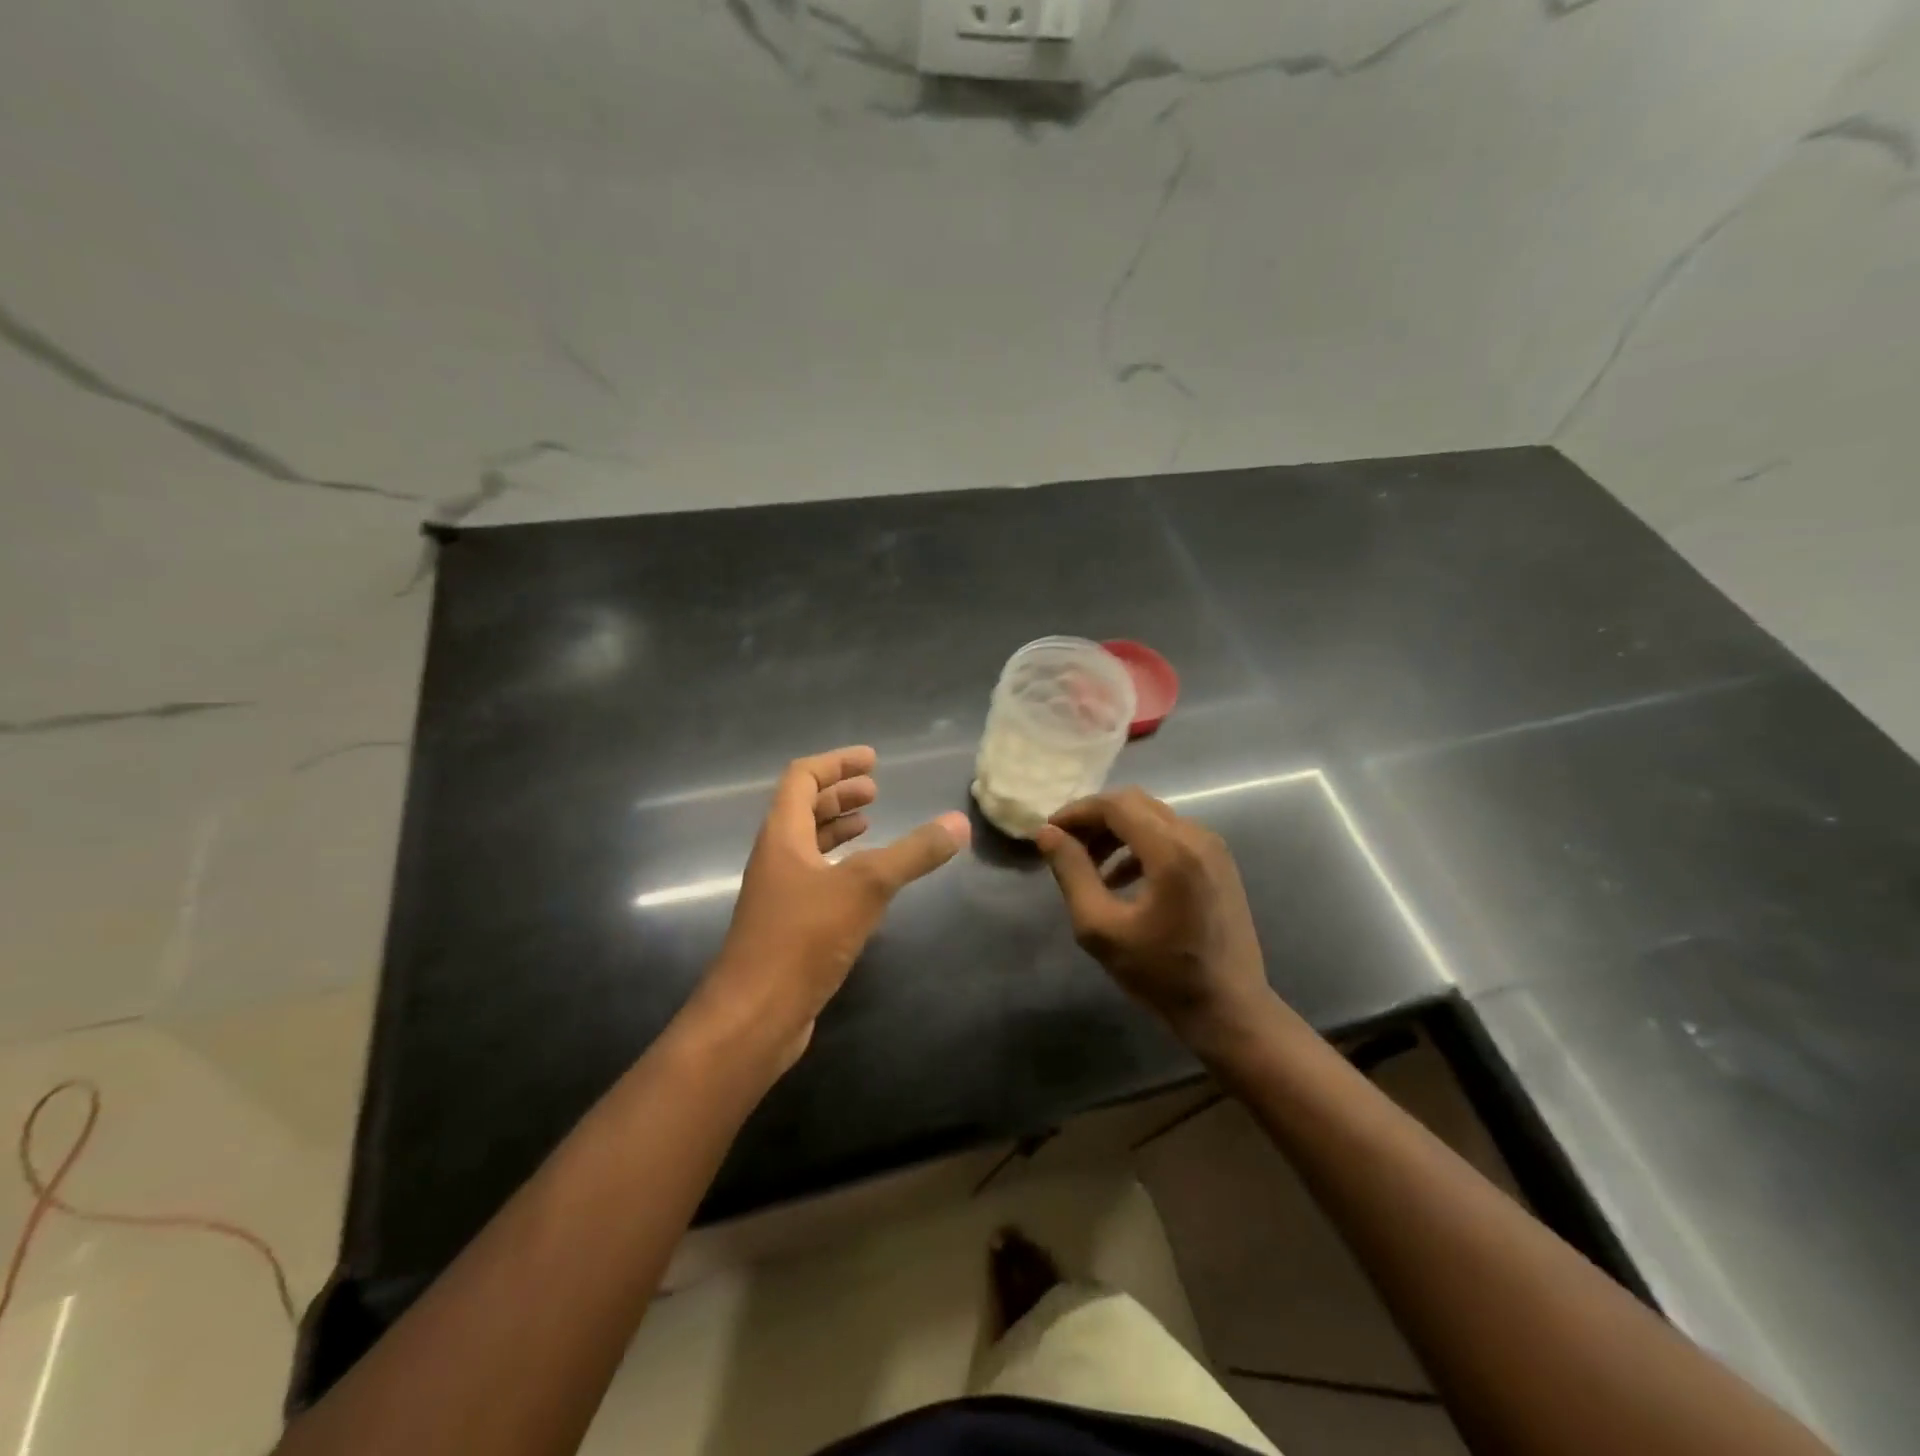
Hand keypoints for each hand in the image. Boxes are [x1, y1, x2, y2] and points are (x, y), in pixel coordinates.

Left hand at [690, 746, 969, 1072]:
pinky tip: (865, 881)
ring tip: (872, 823)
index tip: (872, 760)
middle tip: (875, 790)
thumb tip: (959, 823)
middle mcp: (776, 858)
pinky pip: (815, 878)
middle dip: (839, 794)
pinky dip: (840, 866)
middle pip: (802, 809)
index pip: (802, 778)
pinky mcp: (789, 925)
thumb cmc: (803, 939)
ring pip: (808, 845)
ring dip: (837, 828)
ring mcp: (779, 894)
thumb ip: (913, 853)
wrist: (754, 1016)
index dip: (836, 763)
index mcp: (782, 836)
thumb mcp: (865, 887)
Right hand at [1036, 788, 1275, 1056]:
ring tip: (1088, 865)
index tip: (1049, 833)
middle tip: (1066, 846)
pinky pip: (1172, 836)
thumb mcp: (1101, 928)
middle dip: (1095, 819)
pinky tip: (1120, 879)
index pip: (1115, 805)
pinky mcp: (1219, 864)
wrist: (1230, 1010)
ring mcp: (1213, 848)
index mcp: (1171, 851)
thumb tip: (1047, 834)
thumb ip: (1072, 873)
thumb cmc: (1162, 974)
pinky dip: (1140, 845)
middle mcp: (1197, 837)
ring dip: (1117, 832)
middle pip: (1135, 804)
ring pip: (1153, 817)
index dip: (1077, 812)